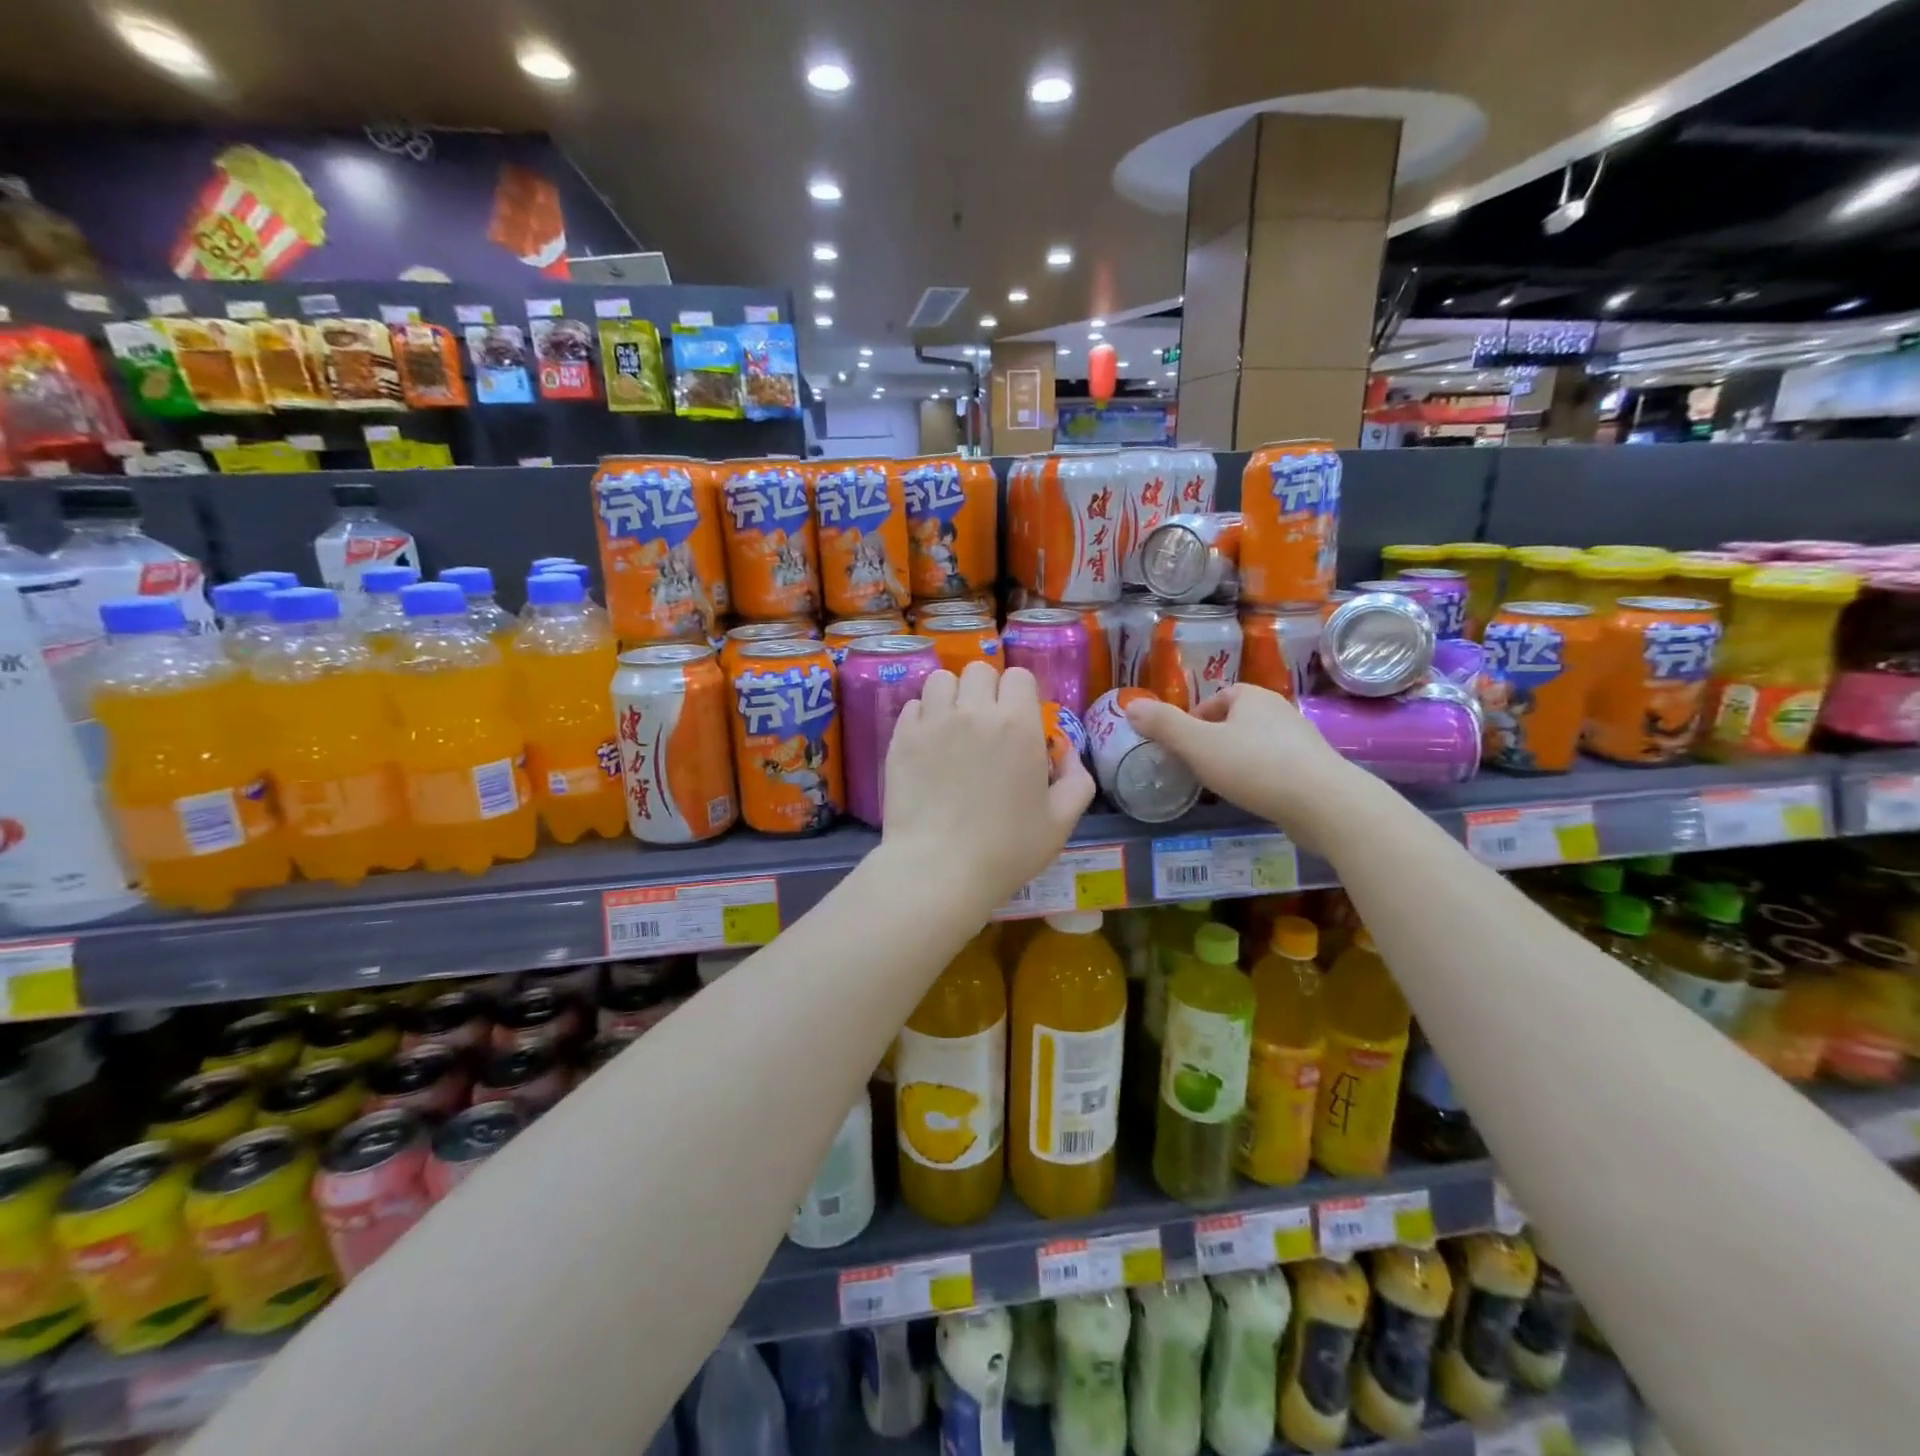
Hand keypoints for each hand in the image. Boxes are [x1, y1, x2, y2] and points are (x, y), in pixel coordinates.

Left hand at [883, 663, 1093, 913]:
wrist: (939, 869)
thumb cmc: (1007, 849)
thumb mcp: (1061, 822)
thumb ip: (1077, 780)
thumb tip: (1068, 753)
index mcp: (1018, 724)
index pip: (1019, 676)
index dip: (1020, 695)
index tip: (1019, 721)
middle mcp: (974, 711)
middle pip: (978, 670)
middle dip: (986, 690)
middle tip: (985, 724)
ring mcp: (933, 721)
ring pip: (941, 680)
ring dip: (952, 696)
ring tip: (953, 726)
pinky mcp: (902, 738)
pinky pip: (913, 706)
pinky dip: (923, 717)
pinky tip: (928, 744)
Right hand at [1125, 684, 1364, 851]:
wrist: (1325, 803)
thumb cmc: (1255, 766)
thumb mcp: (1198, 745)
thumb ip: (1164, 725)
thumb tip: (1129, 705)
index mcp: (1252, 697)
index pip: (1217, 699)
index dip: (1195, 719)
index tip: (1182, 746)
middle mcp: (1279, 710)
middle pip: (1237, 721)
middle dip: (1215, 740)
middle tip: (1197, 767)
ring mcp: (1301, 740)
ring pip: (1257, 744)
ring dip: (1238, 760)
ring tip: (1223, 785)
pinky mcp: (1315, 769)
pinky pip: (1277, 766)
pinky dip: (1261, 777)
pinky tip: (1254, 797)